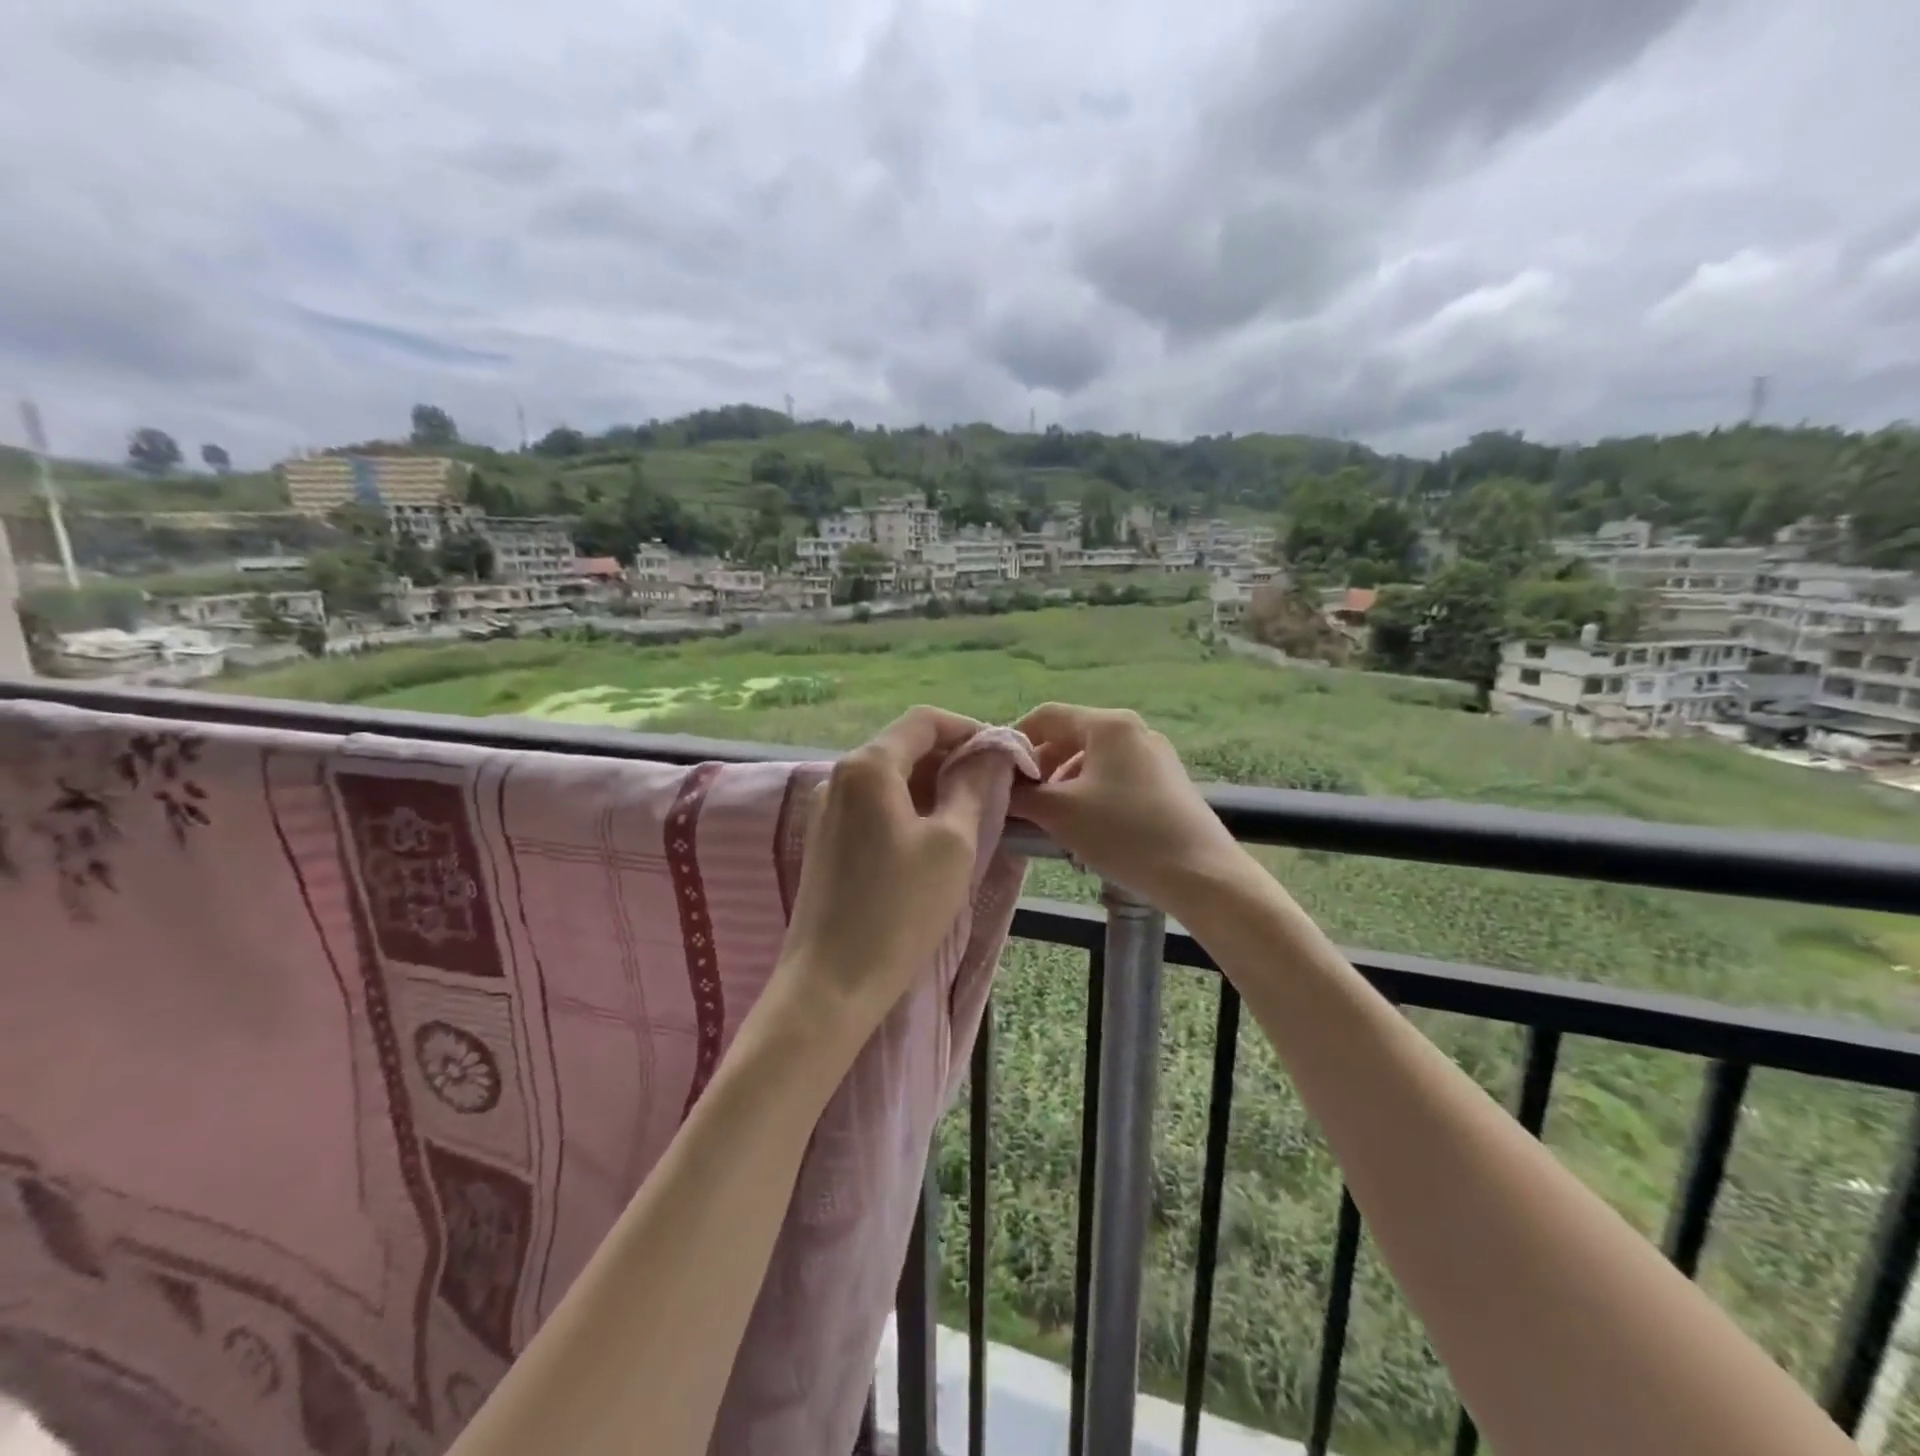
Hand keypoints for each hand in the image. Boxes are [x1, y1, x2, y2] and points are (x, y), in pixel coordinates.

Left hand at [773, 707, 1004, 1045]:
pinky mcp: (825, 839)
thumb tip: (991, 753)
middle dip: (952, 758)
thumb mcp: (953, 844)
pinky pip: (873, 805)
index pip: (924, 721)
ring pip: (889, 777)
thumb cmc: (899, 910)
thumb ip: (973, 787)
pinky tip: (932, 838)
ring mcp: (825, 808)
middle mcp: (839, 775)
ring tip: (971, 814)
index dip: (969, 730)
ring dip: (932, 785)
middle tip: (994, 788)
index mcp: (868, 765)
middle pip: (904, 746)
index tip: (1004, 756)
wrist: (831, 983)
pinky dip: (908, 807)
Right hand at [1009, 703, 1250, 914]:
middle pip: (1071, 736)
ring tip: (1050, 819)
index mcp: (1108, 724)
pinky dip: (1090, 793)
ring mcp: (1155, 756)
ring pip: (1093, 759)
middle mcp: (1133, 730)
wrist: (1199, 873)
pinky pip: (1115, 777)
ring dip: (1064, 783)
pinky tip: (1085, 826)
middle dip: (1041, 766)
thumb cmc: (1124, 833)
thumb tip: (999, 788)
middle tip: (1021, 800)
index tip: (997, 772)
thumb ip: (1022, 795)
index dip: (1016, 739)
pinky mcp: (1167, 782)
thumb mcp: (1060, 813)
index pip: (1048, 715)